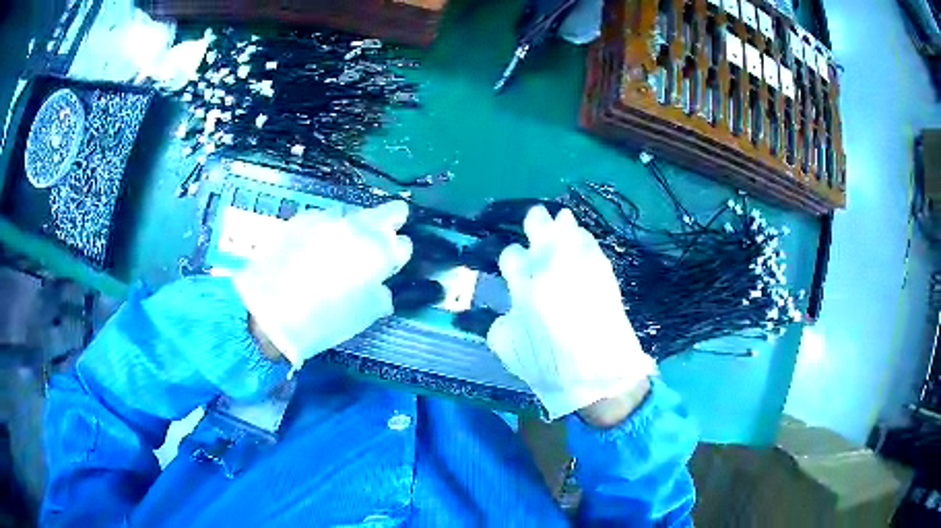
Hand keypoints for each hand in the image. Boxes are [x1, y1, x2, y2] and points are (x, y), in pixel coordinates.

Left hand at [235, 201, 412, 367]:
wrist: (270, 312)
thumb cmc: (324, 320)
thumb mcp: (363, 314)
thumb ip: (380, 294)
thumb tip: (380, 284)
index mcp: (377, 252)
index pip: (403, 244)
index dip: (398, 253)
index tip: (392, 260)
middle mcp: (357, 227)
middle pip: (387, 212)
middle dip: (391, 220)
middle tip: (386, 231)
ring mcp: (328, 219)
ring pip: (353, 214)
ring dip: (355, 226)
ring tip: (342, 245)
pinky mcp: (302, 219)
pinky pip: (324, 219)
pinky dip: (326, 229)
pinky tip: (315, 246)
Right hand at [487, 206, 656, 420]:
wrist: (598, 375)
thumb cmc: (549, 365)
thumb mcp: (509, 349)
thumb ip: (500, 323)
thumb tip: (506, 311)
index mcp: (524, 284)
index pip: (512, 255)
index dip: (513, 257)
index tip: (516, 263)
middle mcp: (551, 266)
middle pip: (539, 226)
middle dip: (535, 221)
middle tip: (536, 218)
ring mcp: (581, 264)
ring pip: (568, 229)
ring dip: (562, 223)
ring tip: (561, 220)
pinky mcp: (603, 270)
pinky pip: (590, 243)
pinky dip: (582, 238)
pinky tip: (580, 239)